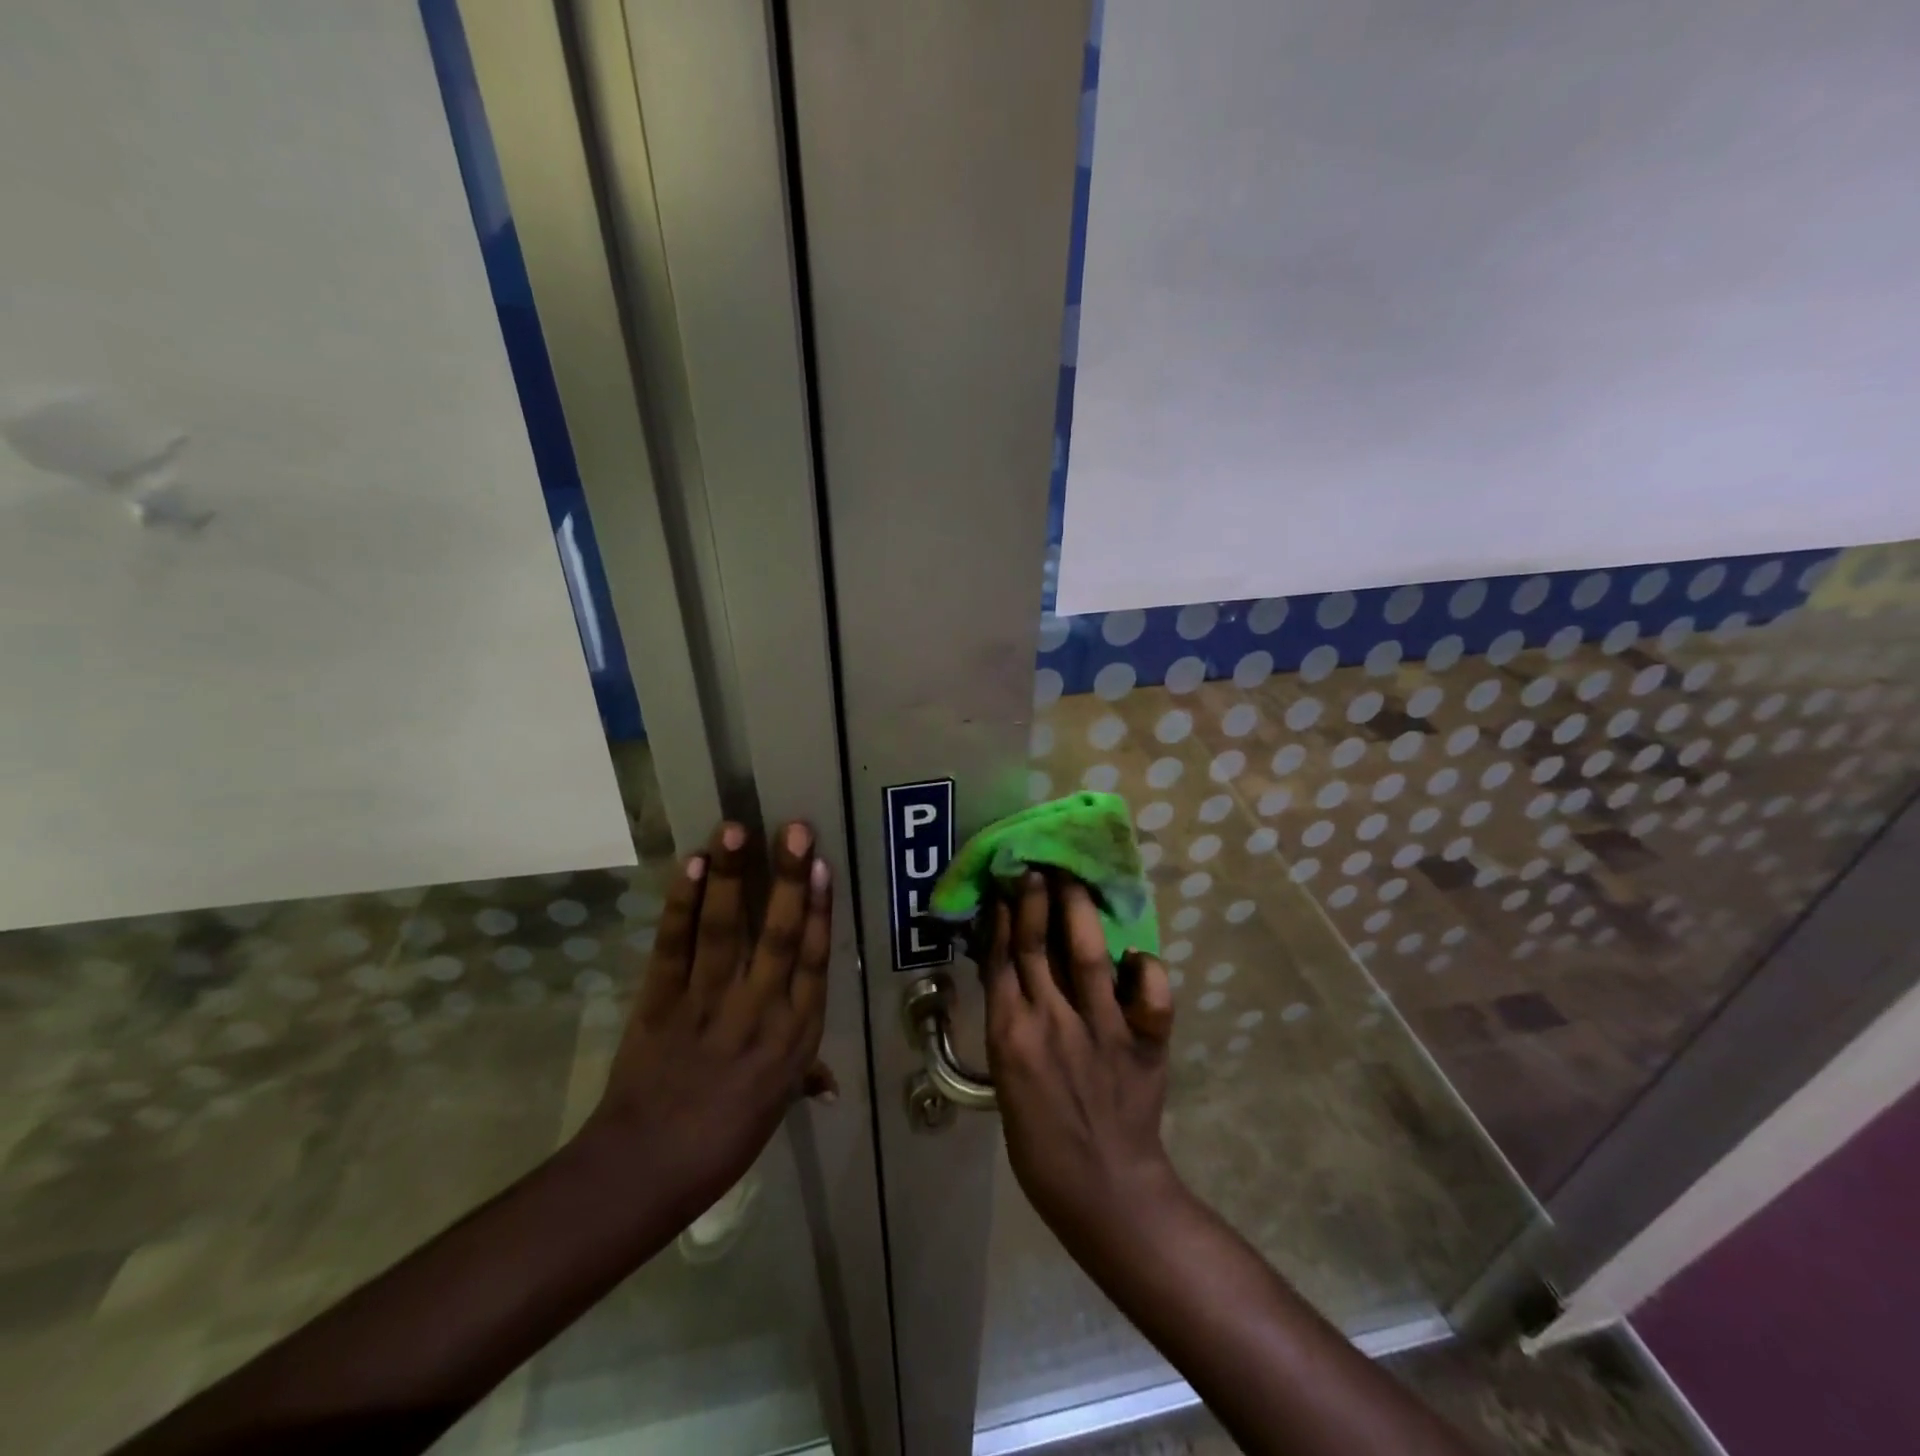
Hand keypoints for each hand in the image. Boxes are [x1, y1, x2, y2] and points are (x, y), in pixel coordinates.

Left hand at [579, 820, 831, 1222]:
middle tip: (796, 829)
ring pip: (725, 931)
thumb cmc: (723, 1142)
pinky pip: (674, 946)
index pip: (814, 961)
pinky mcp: (660, 1002)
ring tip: (736, 829)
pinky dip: (682, 905)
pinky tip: (691, 866)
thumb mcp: (776, 1108)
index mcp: (794, 1037)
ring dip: (731, 877)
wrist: (644, 1171)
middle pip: (779, 936)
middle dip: (789, 878)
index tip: (824, 865)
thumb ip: (803, 1077)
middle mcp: (759, 1012)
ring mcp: (707, 1004)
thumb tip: (829, 1082)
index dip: (820, 910)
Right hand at [981, 870, 1179, 1256]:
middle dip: (1035, 899)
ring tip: (1073, 879)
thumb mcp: (1008, 1079)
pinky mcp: (1142, 1044)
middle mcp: (1051, 1021)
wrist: (1103, 1191)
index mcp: (1011, 1034)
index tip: (1006, 884)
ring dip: (1078, 911)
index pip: (1001, 959)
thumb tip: (1013, 970)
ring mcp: (1100, 1030)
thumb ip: (1012, 1022)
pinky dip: (1144, 971)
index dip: (1003, 917)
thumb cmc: (1042, 1141)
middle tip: (1037, 863)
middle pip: (1037, 945)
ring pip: (1086, 954)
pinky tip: (1136, 956)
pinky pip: (1147, 996)